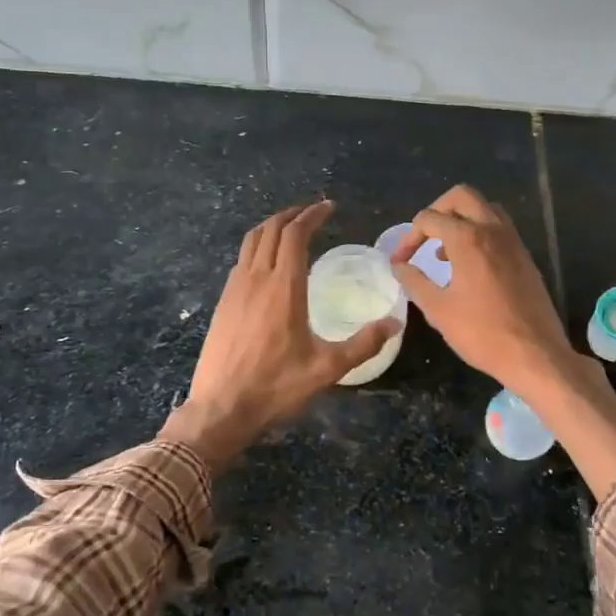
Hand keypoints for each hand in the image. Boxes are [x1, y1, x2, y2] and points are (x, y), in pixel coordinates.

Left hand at [162, 201, 399, 466]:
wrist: (221, 408)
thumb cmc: (276, 387)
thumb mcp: (327, 369)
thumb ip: (363, 343)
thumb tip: (394, 323)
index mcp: (283, 287)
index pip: (295, 235)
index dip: (312, 215)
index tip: (328, 208)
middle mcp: (256, 278)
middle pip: (271, 229)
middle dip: (292, 214)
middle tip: (312, 212)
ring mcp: (234, 289)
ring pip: (251, 241)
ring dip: (272, 226)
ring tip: (290, 228)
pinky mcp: (223, 302)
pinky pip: (241, 259)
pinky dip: (257, 246)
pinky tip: (267, 263)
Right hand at [389, 186, 573, 392]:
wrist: (536, 355)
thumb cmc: (482, 333)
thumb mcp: (438, 310)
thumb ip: (414, 282)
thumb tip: (399, 266)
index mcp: (468, 239)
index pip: (429, 219)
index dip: (409, 238)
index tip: (400, 262)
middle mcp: (493, 230)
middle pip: (462, 196)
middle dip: (437, 210)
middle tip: (424, 237)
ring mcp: (514, 242)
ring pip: (485, 209)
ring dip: (461, 219)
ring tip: (445, 252)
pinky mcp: (525, 257)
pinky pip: (499, 228)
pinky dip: (480, 233)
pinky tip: (470, 266)